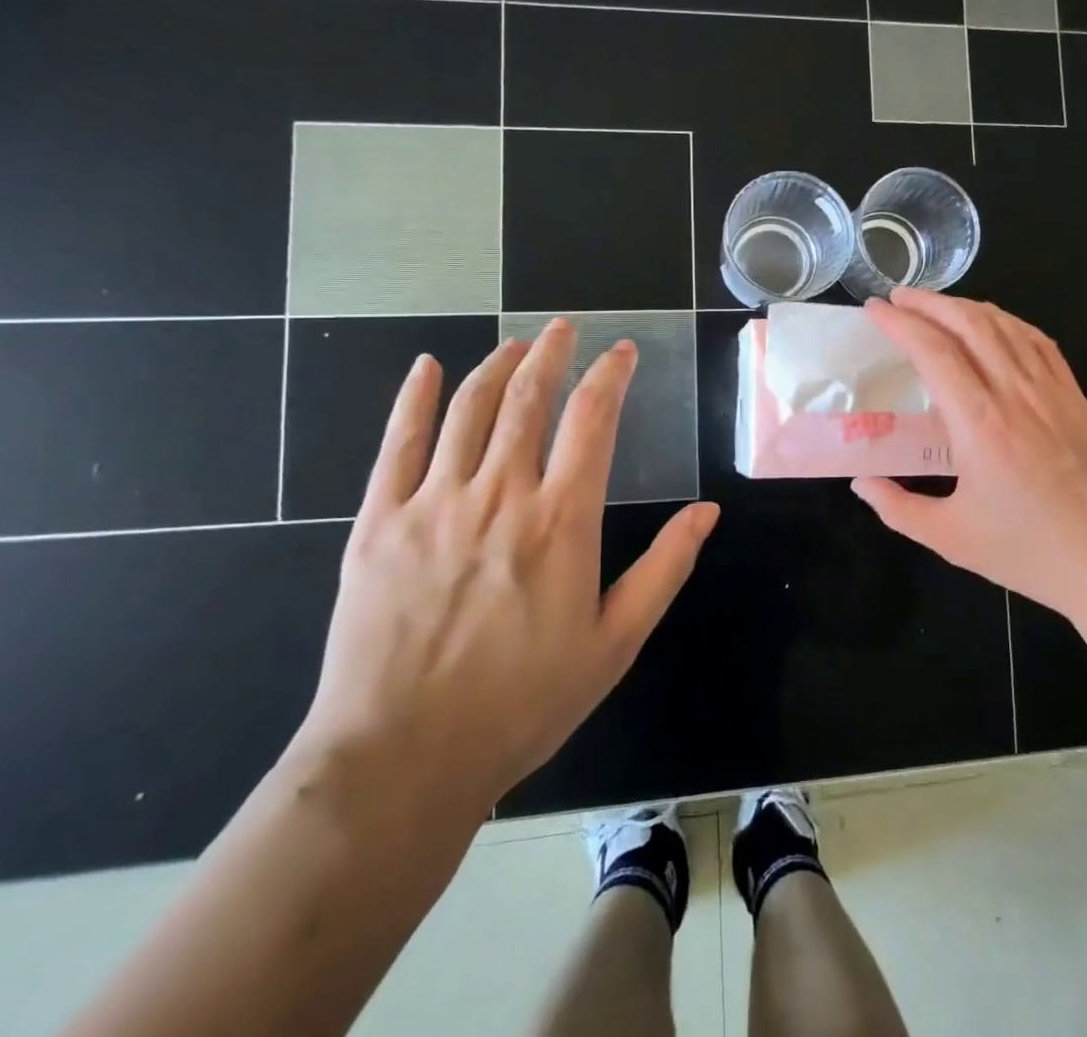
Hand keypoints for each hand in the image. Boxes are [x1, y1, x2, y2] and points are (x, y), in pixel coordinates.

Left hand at [300, 322, 719, 811]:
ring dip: (496, 366)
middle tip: (563, 328)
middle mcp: (500, 494)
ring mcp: (433, 503)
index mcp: (561, 520)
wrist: (402, 757)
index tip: (623, 351)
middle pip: (529, 398)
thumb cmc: (522, 702)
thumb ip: (665, 568)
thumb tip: (707, 510)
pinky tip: (425, 368)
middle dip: (551, 353)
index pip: (593, 419)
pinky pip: (396, 442)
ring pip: (468, 409)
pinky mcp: (379, 521)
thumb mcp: (615, 642)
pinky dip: (413, 398)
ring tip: (514, 345)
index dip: (611, 375)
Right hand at [851, 289, 1086, 628]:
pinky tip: (995, 324)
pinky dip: (1008, 322)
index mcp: (979, 423)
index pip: (933, 351)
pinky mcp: (1075, 396)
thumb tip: (861, 483)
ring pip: (1005, 325)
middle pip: (969, 323)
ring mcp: (1051, 390)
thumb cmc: (1028, 552)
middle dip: (929, 302)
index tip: (875, 309)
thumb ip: (897, 508)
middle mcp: (1015, 393)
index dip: (900, 323)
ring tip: (937, 306)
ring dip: (965, 306)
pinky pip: (1039, 342)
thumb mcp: (949, 538)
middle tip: (899, 298)